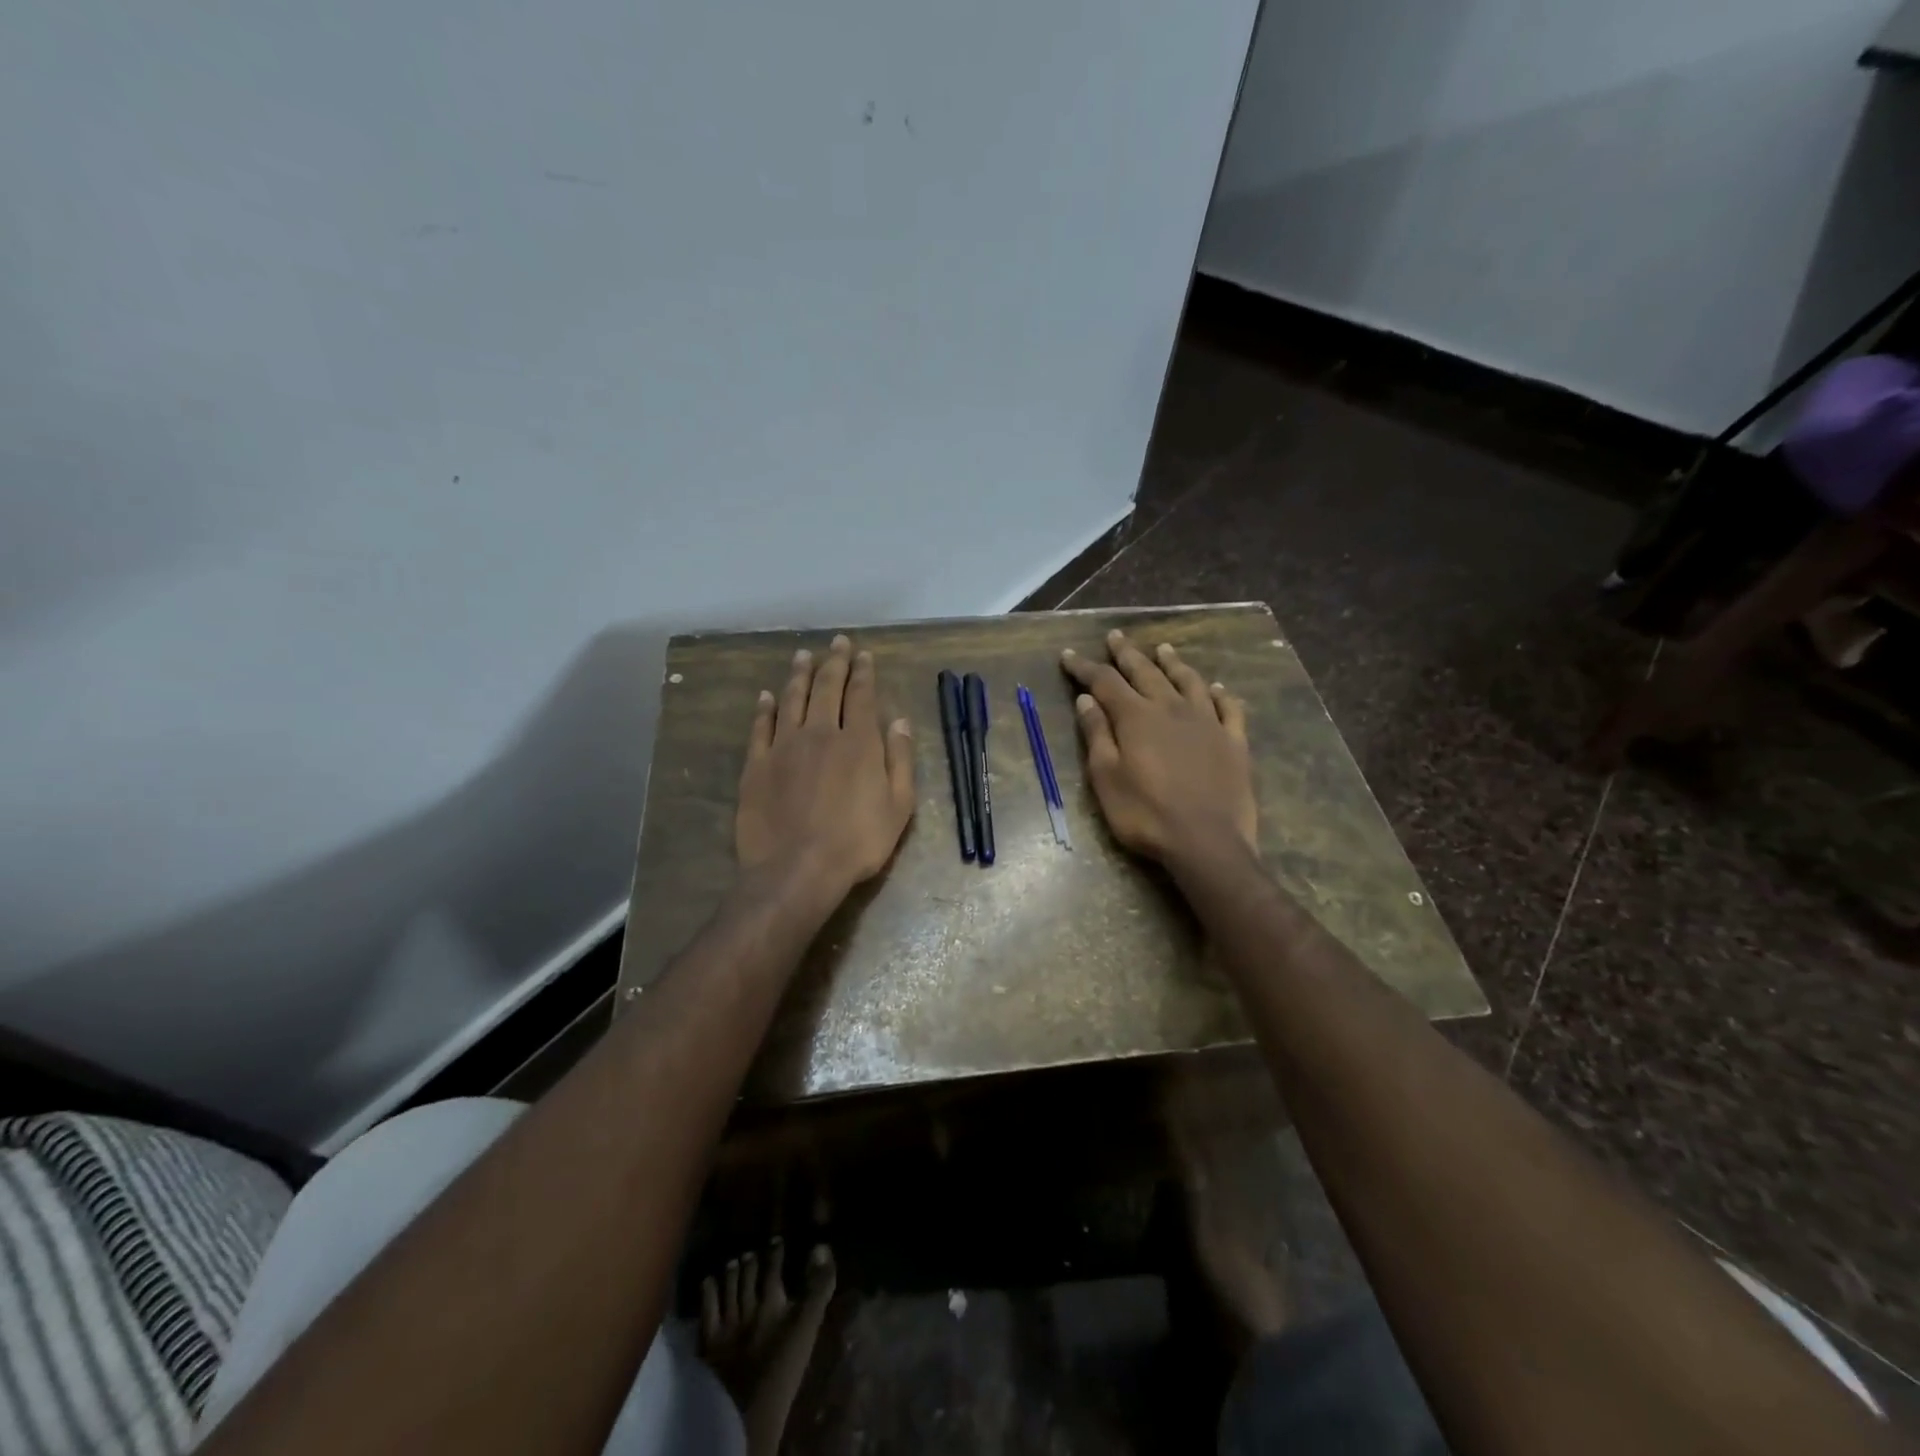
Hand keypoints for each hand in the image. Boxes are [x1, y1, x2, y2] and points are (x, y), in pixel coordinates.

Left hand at [736, 635, 916, 899]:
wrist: (797, 869)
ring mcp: (784, 746)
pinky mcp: (757, 764)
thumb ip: (900, 759)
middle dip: (834, 662)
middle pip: (827, 688)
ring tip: (803, 655)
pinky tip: (767, 696)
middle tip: (837, 642)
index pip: (862, 696)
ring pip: (792, 699)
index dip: (863, 672)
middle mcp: (821, 733)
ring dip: (799, 674)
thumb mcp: (898, 806)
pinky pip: (760, 726)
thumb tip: (900, 720)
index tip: (863, 654)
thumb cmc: (857, 842)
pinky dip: (765, 708)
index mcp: (858, 742)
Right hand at [1061, 629, 1255, 863]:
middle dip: (1126, 653)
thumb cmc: (1146, 815)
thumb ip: (1097, 735)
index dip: (1084, 667)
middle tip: (1116, 636)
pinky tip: (1215, 688)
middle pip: (1146, 672)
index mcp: (1136, 717)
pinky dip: (1219, 694)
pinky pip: (1228, 708)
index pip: (1104, 682)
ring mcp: (1207, 722)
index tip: (1069, 656)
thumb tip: (1087, 700)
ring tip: (1163, 649)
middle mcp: (1172, 709)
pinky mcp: (1234, 741)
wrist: (1207, 843)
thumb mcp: (1106, 778)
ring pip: (1188, 681)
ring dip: (1173, 663)